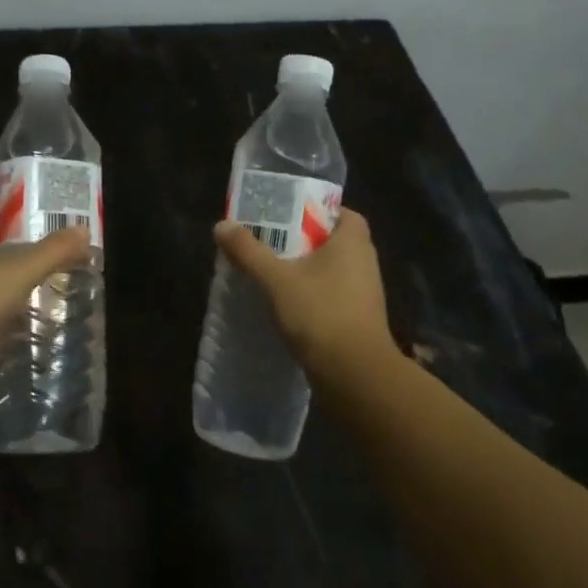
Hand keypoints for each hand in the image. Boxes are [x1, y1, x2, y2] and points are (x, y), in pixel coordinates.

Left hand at [0, 225, 92, 407]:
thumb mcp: (21, 269)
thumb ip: (54, 251)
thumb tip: (84, 231)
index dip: (11, 232)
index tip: (41, 237)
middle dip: (21, 268)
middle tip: (59, 271)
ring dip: (18, 301)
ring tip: (57, 302)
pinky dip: (13, 332)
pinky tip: (39, 335)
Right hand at [214, 208, 394, 376]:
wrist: (355, 376)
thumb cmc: (320, 313)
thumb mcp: (276, 279)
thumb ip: (248, 251)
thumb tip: (221, 225)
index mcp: (353, 242)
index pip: (342, 213)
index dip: (317, 211)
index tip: (288, 215)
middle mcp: (365, 263)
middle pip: (333, 241)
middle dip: (304, 240)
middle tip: (270, 240)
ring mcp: (365, 294)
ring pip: (332, 270)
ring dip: (306, 269)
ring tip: (272, 271)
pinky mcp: (359, 320)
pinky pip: (333, 295)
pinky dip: (312, 294)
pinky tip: (286, 304)